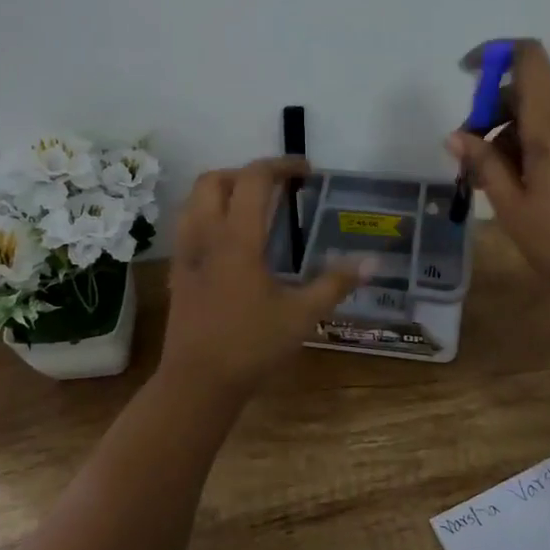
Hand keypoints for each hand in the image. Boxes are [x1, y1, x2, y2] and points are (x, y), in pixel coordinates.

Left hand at [158, 157, 363, 401]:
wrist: (196, 383)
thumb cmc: (251, 346)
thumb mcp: (302, 316)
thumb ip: (336, 283)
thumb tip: (372, 262)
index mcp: (237, 238)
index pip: (253, 179)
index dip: (280, 165)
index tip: (306, 170)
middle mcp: (206, 235)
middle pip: (215, 180)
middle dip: (246, 173)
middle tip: (276, 187)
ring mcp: (186, 253)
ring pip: (194, 200)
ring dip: (222, 191)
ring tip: (251, 207)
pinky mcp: (177, 272)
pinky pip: (187, 225)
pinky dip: (208, 215)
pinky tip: (230, 241)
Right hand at [450, 40, 549, 312]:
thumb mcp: (514, 207)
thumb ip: (484, 164)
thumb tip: (456, 135)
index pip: (527, 58)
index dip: (494, 53)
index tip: (465, 74)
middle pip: (525, 94)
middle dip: (490, 118)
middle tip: (470, 165)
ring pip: (540, 118)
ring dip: (509, 140)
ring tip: (494, 188)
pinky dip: (532, 150)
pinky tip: (524, 191)